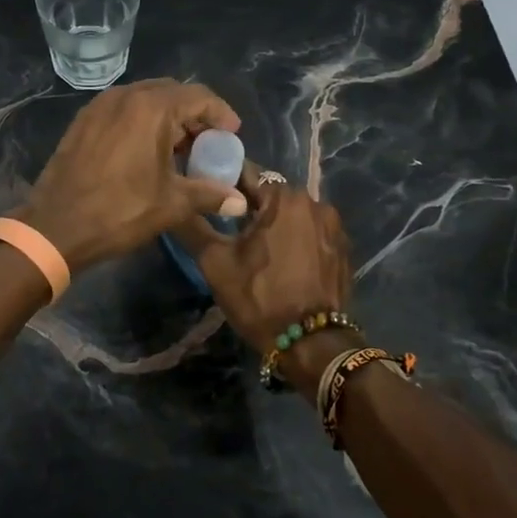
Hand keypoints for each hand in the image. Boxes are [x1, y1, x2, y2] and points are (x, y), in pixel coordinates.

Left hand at [19, 79, 242, 273]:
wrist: (56, 227)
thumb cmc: (120, 211)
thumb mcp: (172, 204)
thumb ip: (209, 195)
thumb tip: (239, 201)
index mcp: (151, 107)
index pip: (198, 95)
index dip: (221, 113)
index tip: (232, 135)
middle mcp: (125, 96)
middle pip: (172, 93)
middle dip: (194, 115)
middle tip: (207, 143)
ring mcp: (100, 106)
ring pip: (145, 100)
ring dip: (168, 118)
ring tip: (180, 150)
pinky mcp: (83, 121)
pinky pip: (122, 111)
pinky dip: (142, 122)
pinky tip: (147, 152)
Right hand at [176, 165, 353, 391]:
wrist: (312, 344)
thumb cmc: (259, 297)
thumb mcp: (215, 263)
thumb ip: (193, 226)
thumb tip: (173, 202)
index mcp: (283, 198)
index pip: (245, 173)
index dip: (222, 182)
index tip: (206, 196)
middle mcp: (314, 202)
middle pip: (271, 193)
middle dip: (249, 205)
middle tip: (227, 226)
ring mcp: (334, 227)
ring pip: (292, 214)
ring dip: (274, 222)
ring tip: (254, 245)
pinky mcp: (343, 250)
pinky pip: (311, 232)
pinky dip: (294, 239)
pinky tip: (281, 260)